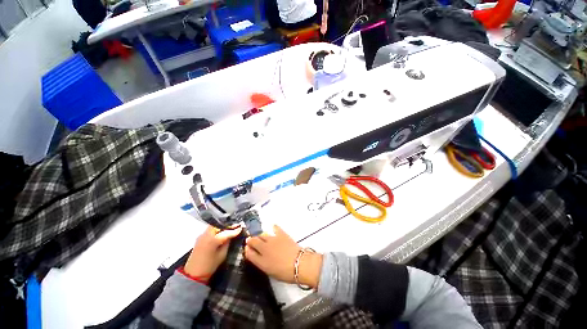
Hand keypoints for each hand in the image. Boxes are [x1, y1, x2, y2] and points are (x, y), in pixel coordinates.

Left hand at [184, 226, 241, 277]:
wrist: (193, 274)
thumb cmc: (209, 266)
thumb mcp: (222, 255)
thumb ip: (227, 243)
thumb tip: (232, 236)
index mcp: (213, 239)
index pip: (227, 232)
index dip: (235, 230)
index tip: (241, 227)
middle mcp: (207, 234)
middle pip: (219, 225)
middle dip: (228, 225)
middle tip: (235, 226)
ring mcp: (202, 235)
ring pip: (214, 226)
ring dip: (222, 226)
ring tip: (229, 228)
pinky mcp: (199, 238)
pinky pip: (210, 230)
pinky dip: (217, 229)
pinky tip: (221, 232)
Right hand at [244, 225, 322, 288]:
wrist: (299, 264)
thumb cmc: (285, 273)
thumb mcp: (270, 271)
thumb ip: (261, 262)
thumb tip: (256, 255)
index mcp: (261, 261)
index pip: (249, 253)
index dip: (247, 250)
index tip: (247, 248)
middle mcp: (264, 249)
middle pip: (253, 241)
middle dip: (251, 240)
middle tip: (252, 241)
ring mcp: (272, 240)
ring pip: (262, 235)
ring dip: (260, 236)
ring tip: (262, 238)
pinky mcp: (281, 234)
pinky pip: (275, 228)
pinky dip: (273, 228)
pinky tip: (273, 229)